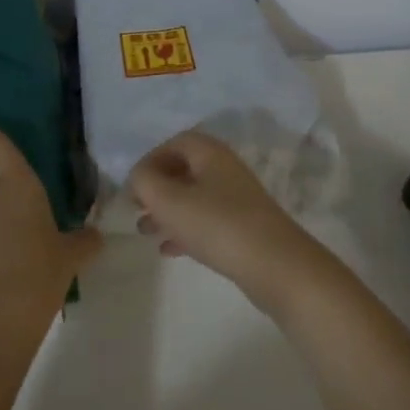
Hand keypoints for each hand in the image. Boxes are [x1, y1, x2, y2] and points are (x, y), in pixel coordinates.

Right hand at [128, 130, 332, 311]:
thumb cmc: (217, 224)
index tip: (134, 184)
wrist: (275, 266)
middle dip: (157, 188)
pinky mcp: (244, 229)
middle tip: (136, 208)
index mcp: (211, 154)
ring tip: (145, 231)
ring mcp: (238, 200)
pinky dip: (185, 231)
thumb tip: (139, 176)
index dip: (150, 159)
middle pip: (184, 170)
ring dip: (167, 212)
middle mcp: (226, 170)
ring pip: (194, 198)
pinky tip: (169, 250)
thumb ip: (144, 181)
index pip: (175, 143)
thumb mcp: (169, 200)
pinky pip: (207, 222)